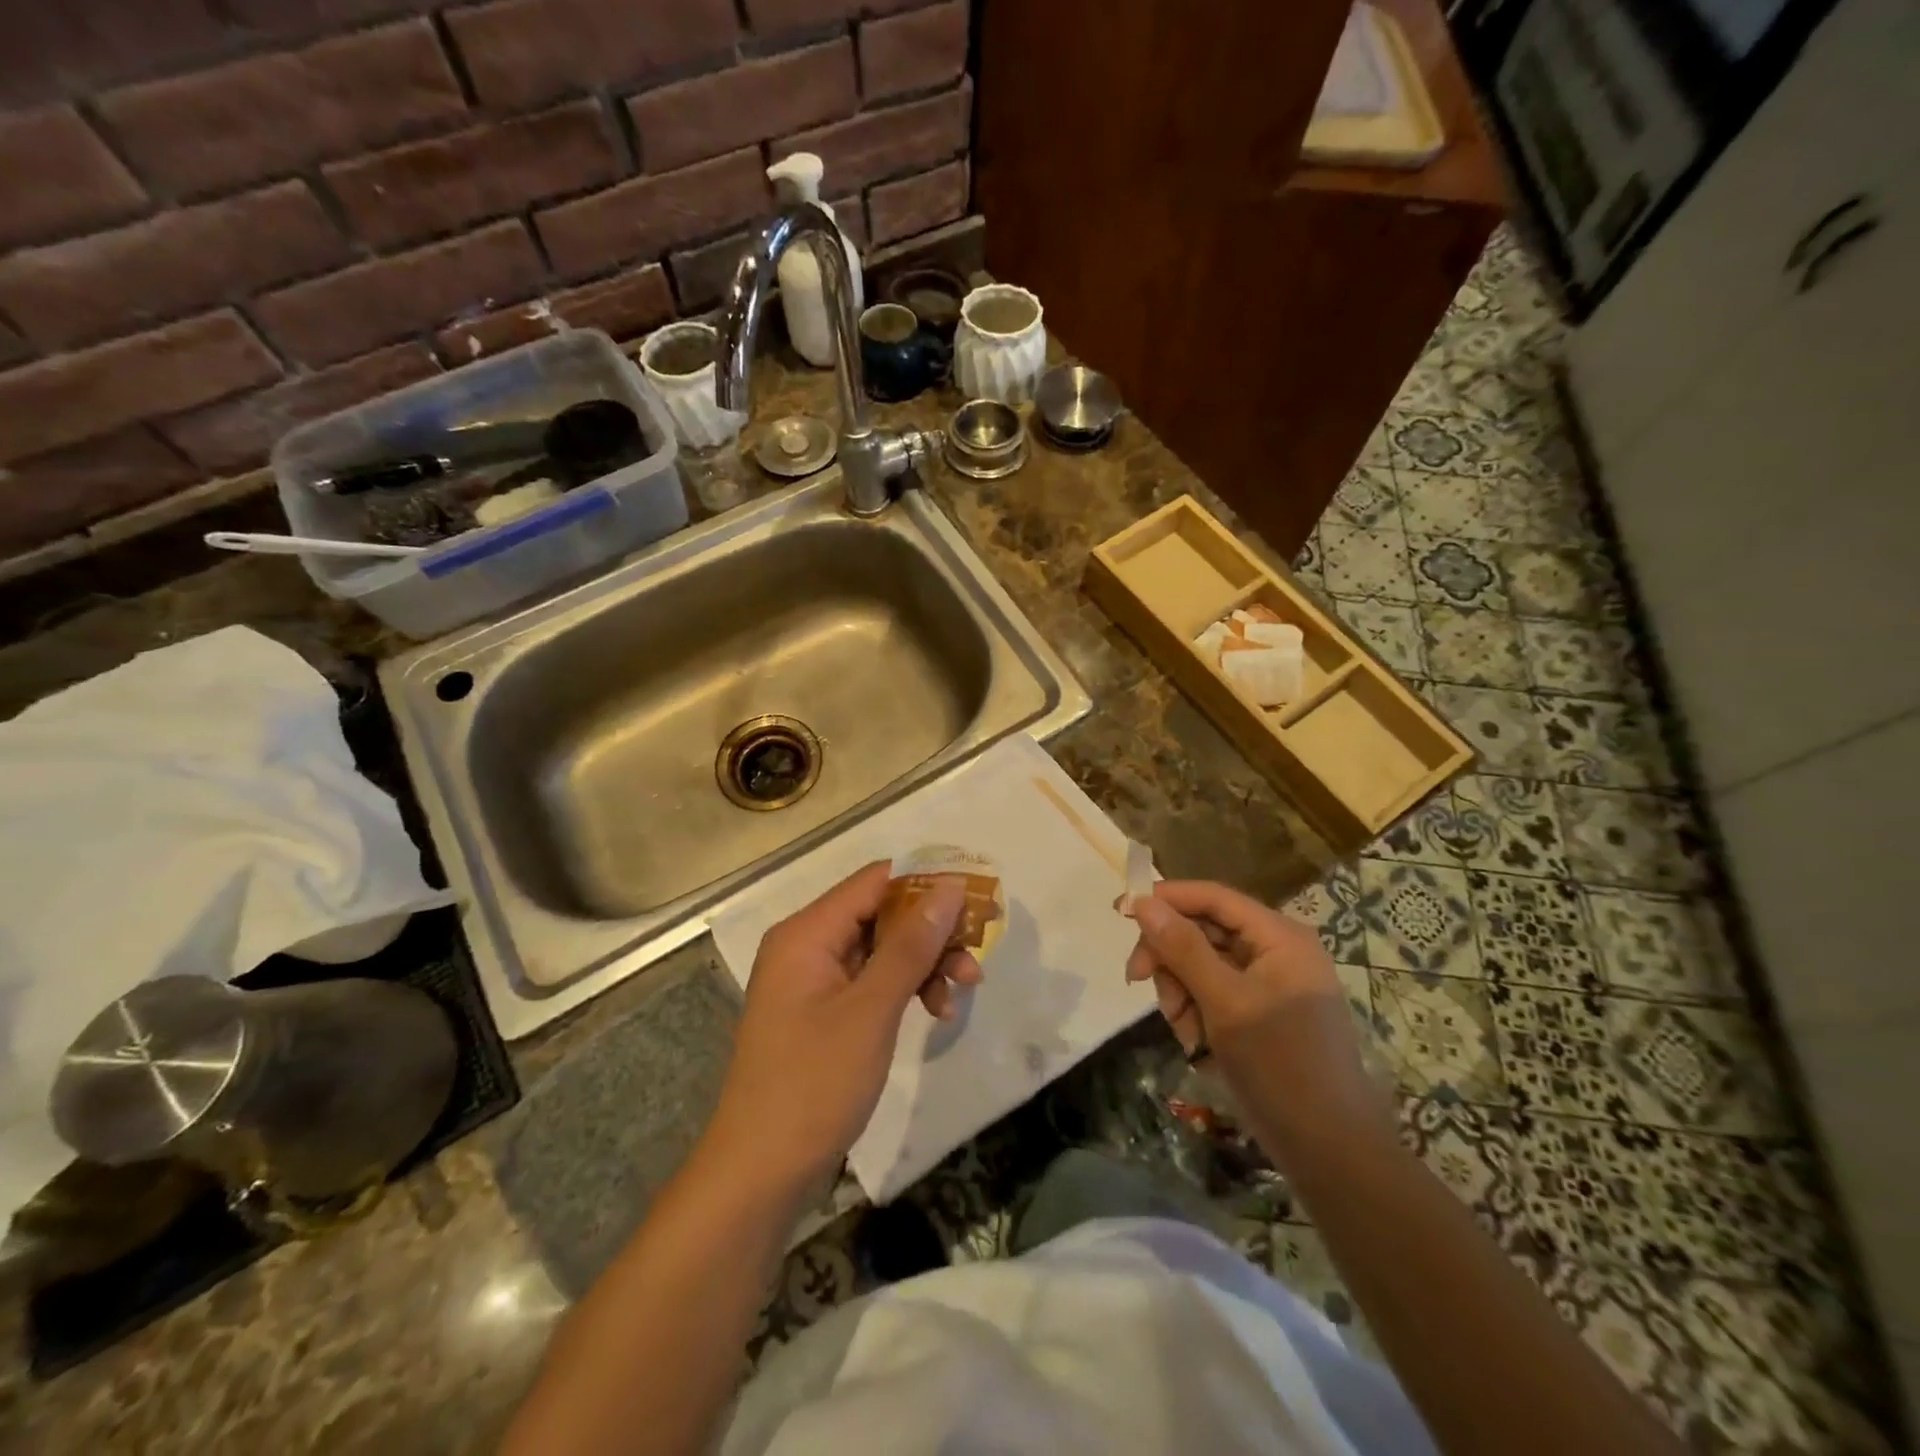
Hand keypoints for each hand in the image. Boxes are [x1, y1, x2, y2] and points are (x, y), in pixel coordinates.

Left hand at [707, 862, 981, 1189]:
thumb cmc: (814, 1084)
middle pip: (881, 914)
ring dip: (925, 963)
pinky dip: (905, 990)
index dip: (928, 882)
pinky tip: (937, 1012)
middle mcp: (807, 945)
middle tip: (978, 951)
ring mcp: (813, 980)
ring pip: (882, 949)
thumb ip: (911, 945)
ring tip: (964, 989)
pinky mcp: (823, 1012)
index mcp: (808, 932)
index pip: (875, 881)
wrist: (760, 1174)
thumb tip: (949, 887)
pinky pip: (871, 981)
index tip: (976, 897)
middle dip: (932, 931)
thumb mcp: (872, 1010)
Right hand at [1126, 880, 1390, 1141]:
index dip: (1165, 899)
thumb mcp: (1224, 1003)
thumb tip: (1141, 902)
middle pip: (1202, 929)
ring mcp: (1268, 981)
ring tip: (1182, 1028)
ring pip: (1201, 962)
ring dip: (1180, 989)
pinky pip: (1213, 991)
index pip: (1212, 897)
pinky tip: (1195, 1040)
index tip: (1119, 912)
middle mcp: (1275, 949)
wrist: (1330, 1150)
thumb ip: (1182, 949)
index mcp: (1278, 936)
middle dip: (1170, 956)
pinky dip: (1195, 1009)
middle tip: (1138, 980)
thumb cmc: (1281, 1066)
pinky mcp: (1260, 1010)